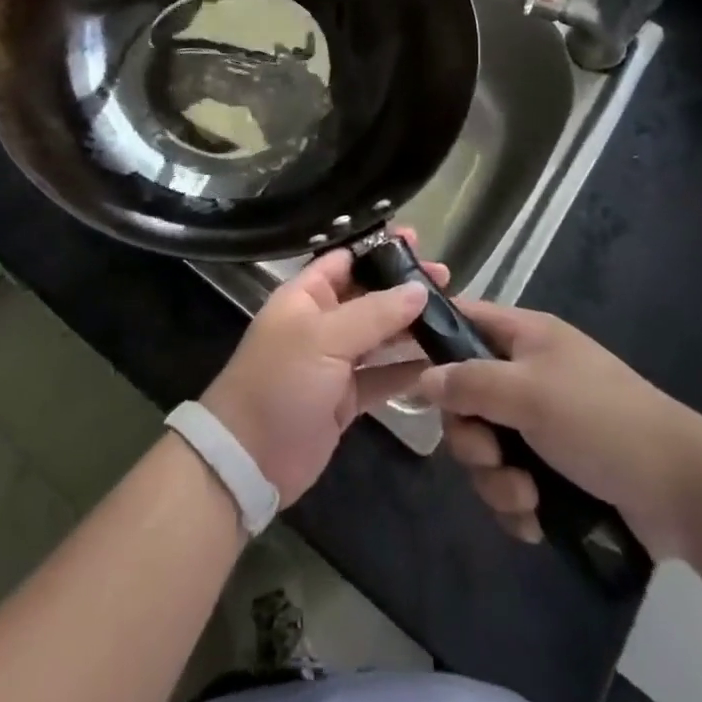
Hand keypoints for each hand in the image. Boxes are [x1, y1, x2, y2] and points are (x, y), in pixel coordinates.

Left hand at [200, 235, 446, 508]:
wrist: (249, 459)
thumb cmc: (281, 381)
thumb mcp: (325, 338)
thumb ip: (374, 313)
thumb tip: (419, 289)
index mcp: (306, 295)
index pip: (346, 260)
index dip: (380, 250)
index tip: (418, 243)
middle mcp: (322, 321)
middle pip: (369, 295)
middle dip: (404, 287)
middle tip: (447, 280)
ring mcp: (335, 361)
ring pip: (380, 335)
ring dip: (411, 326)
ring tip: (453, 315)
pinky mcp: (347, 398)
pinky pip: (383, 375)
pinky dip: (408, 369)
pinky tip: (440, 362)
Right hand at [419, 300, 701, 560]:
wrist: (683, 493)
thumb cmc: (601, 421)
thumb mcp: (529, 393)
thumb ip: (470, 382)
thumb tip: (422, 378)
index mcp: (524, 337)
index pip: (462, 319)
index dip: (431, 338)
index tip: (405, 371)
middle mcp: (526, 375)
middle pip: (464, 397)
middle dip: (471, 437)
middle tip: (491, 455)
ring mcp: (539, 424)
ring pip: (485, 448)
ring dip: (496, 480)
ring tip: (527, 497)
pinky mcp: (553, 472)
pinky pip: (509, 484)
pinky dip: (517, 504)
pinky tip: (537, 520)